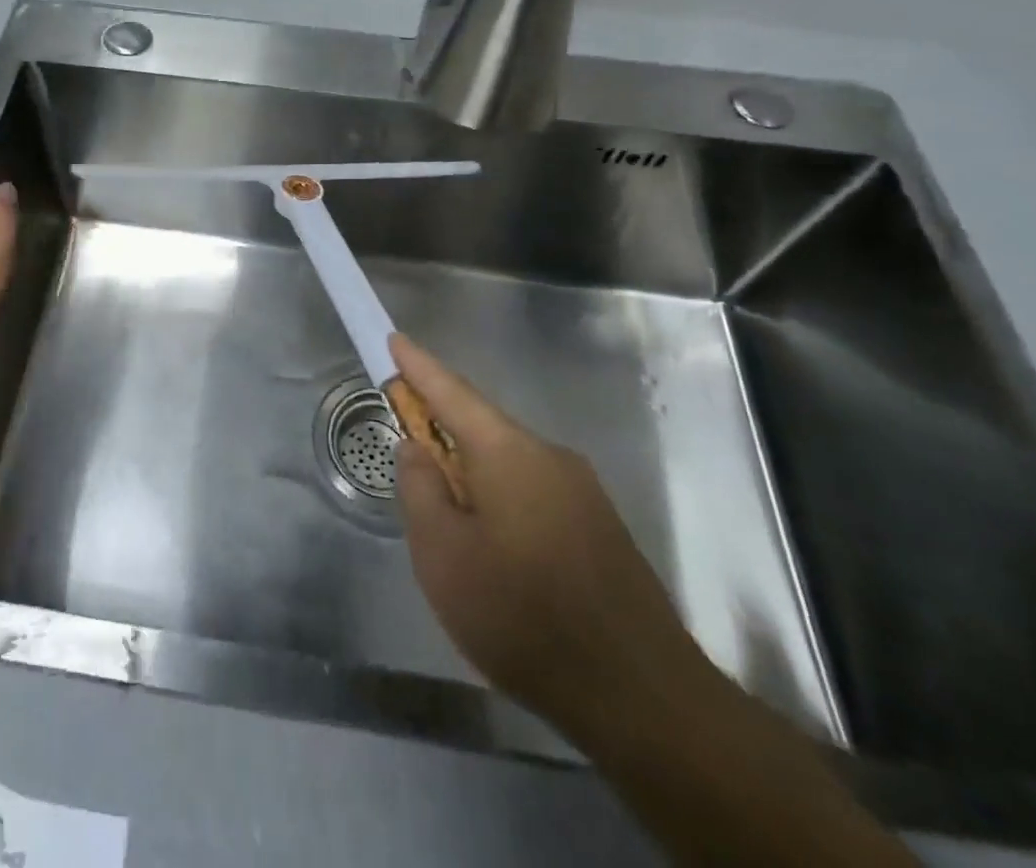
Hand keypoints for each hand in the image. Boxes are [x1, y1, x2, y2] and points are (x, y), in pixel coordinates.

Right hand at [391, 333, 713, 744]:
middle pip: (482, 429)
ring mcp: (583, 492)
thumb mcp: (443, 555)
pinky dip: (503, 504)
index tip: (393, 338)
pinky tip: (498, 558)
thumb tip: (416, 448)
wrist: (643, 697)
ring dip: (473, 479)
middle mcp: (550, 456)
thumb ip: (420, 489)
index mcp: (509, 452)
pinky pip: (535, 495)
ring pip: (509, 467)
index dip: (417, 366)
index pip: (452, 392)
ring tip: (453, 533)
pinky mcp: (602, 529)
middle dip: (443, 436)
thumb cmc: (523, 615)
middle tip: (412, 463)